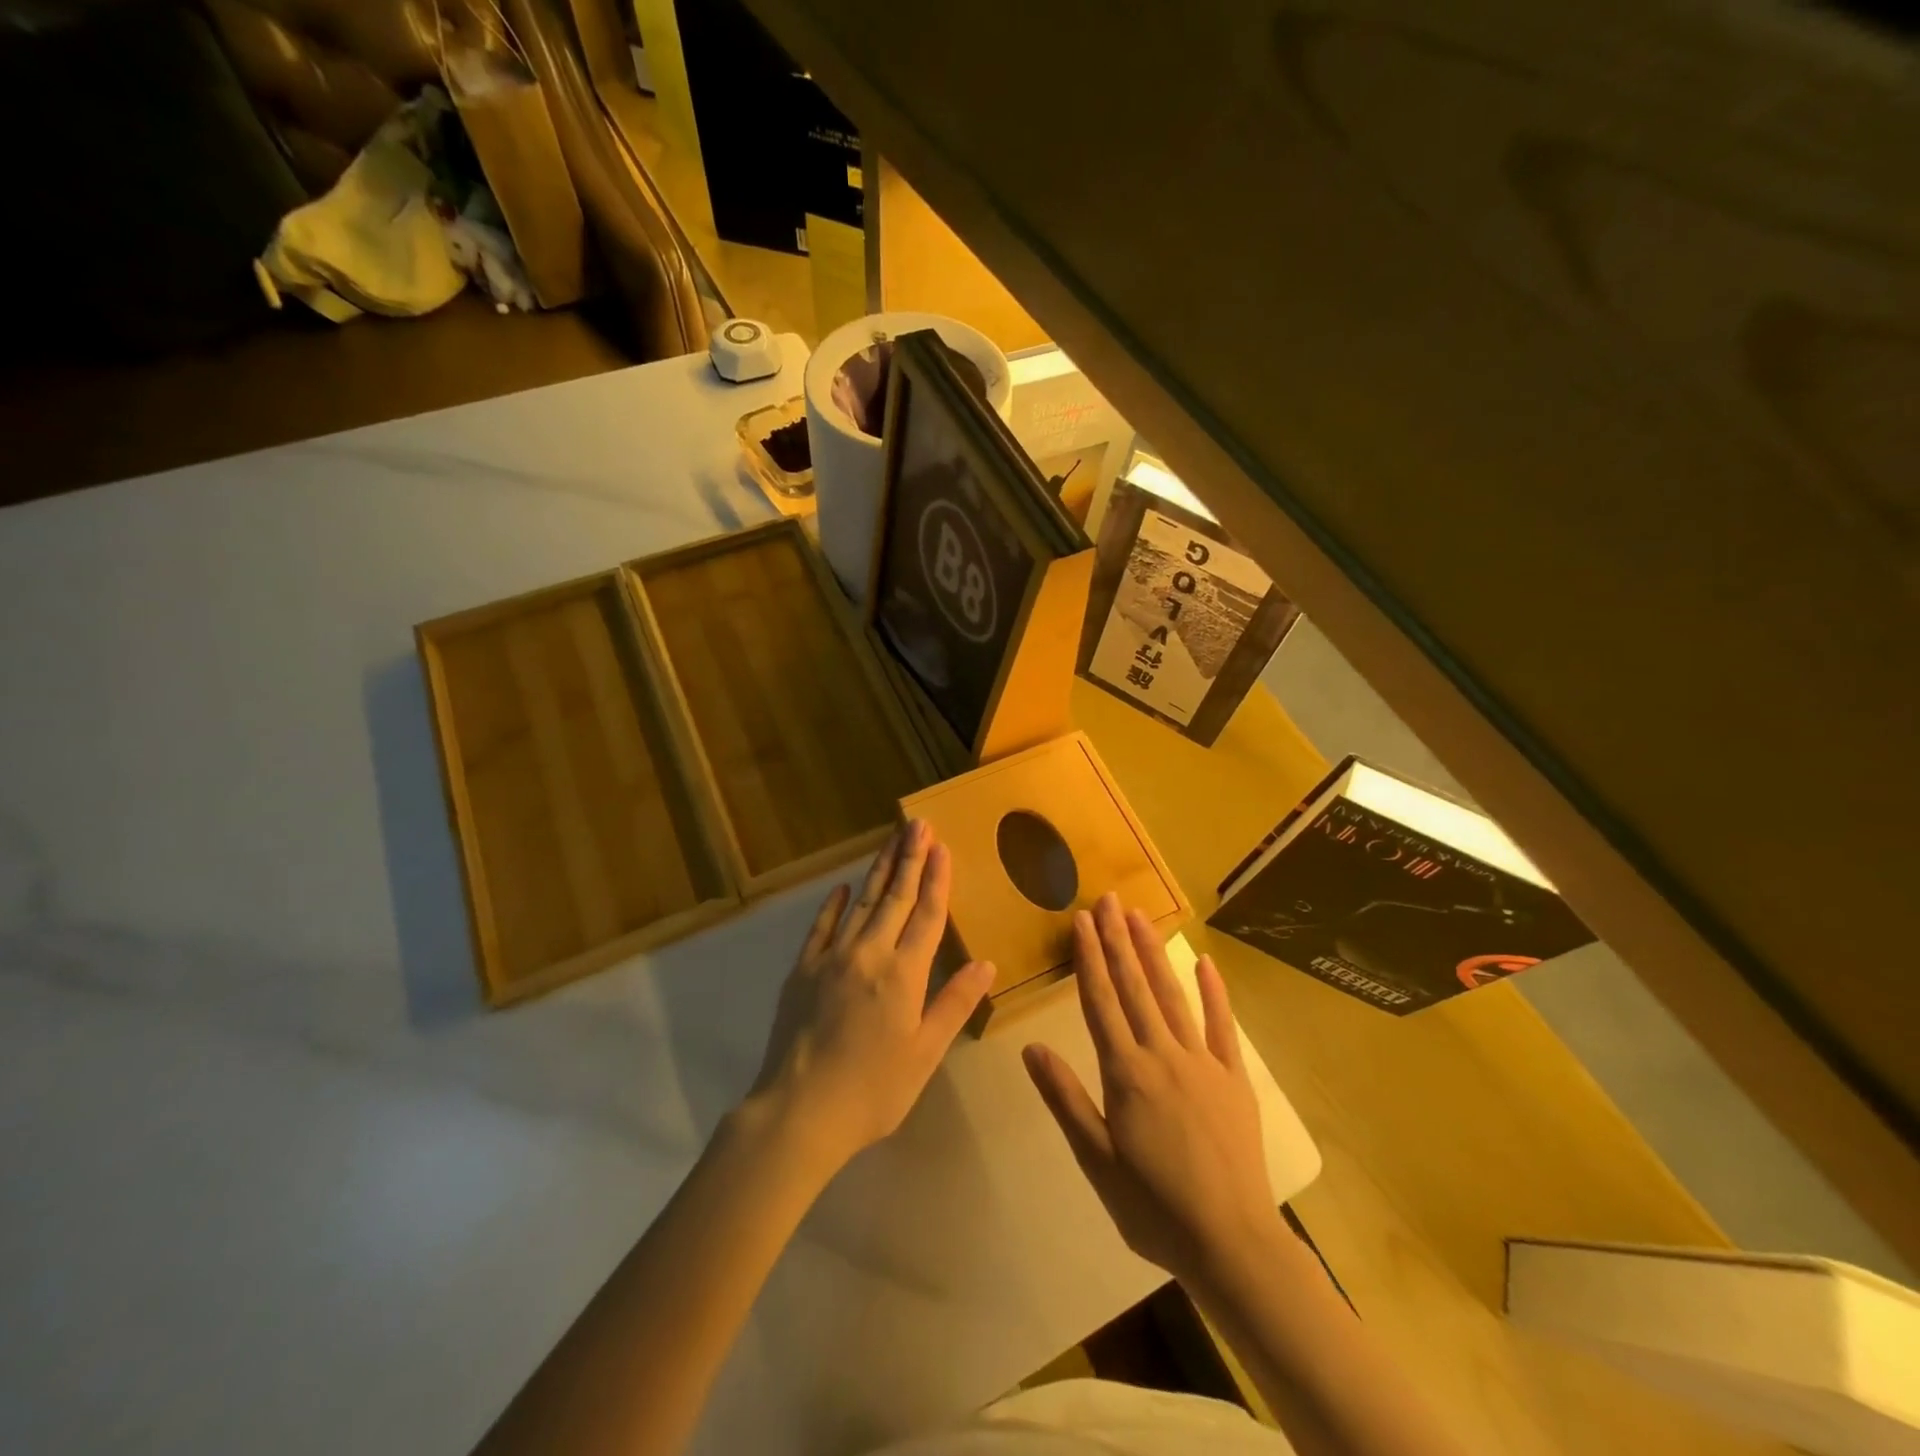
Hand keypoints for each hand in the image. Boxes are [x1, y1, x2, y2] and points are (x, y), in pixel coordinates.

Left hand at [746, 820, 995, 1175]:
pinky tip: (843, 887)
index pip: (926, 914)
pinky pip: (822, 927)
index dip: (936, 878)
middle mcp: (869, 954)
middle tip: (918, 824)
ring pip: (862, 903)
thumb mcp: (925, 1054)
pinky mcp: (803, 969)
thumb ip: (954, 1004)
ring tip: (892, 840)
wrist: (799, 1111)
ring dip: (880, 870)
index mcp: (904, 974)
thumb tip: (985, 963)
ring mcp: (832, 958)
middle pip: (895, 897)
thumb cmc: (873, 1089)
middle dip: (910, 858)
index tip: (942, 845)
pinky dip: (834, 904)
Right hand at [1023, 894, 1276, 1285]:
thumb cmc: (1153, 1207)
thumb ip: (1065, 1099)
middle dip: (1118, 940)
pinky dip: (1214, 992)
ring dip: (1154, 953)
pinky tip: (1205, 963)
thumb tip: (1031, 1047)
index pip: (1100, 1002)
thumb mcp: (1096, 1161)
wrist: (1231, 1243)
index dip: (1089, 958)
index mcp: (1126, 1073)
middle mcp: (1162, 1055)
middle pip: (1135, 987)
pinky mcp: (1234, 1078)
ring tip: (1139, 917)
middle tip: (1108, 900)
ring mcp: (1202, 1062)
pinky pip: (1222, 1026)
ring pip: (1172, 995)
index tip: (1081, 921)